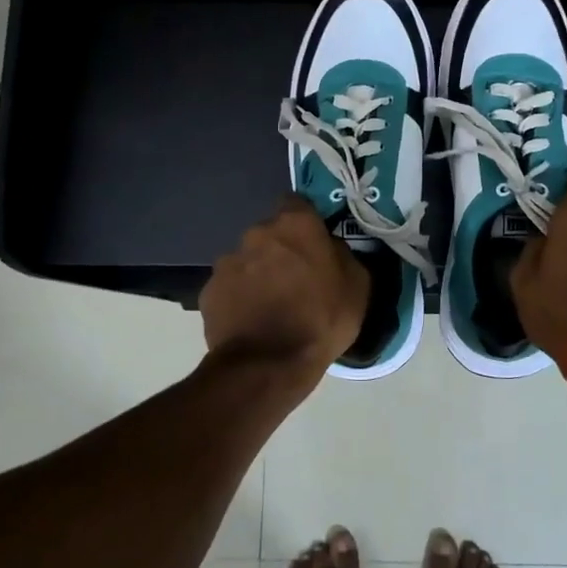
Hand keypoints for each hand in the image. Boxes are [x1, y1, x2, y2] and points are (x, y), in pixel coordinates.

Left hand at [201, 196, 368, 376]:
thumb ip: (342, 255)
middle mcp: (256, 233)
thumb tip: (331, 249)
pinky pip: (229, 288)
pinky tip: (251, 322)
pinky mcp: (208, 291)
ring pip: (247, 260)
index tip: (313, 241)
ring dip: (257, 274)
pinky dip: (238, 298)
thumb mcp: (357, 286)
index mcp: (295, 224)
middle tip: (295, 279)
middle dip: (280, 250)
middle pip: (270, 234)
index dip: (305, 221)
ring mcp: (227, 262)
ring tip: (270, 306)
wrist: (268, 364)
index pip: (297, 203)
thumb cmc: (321, 319)